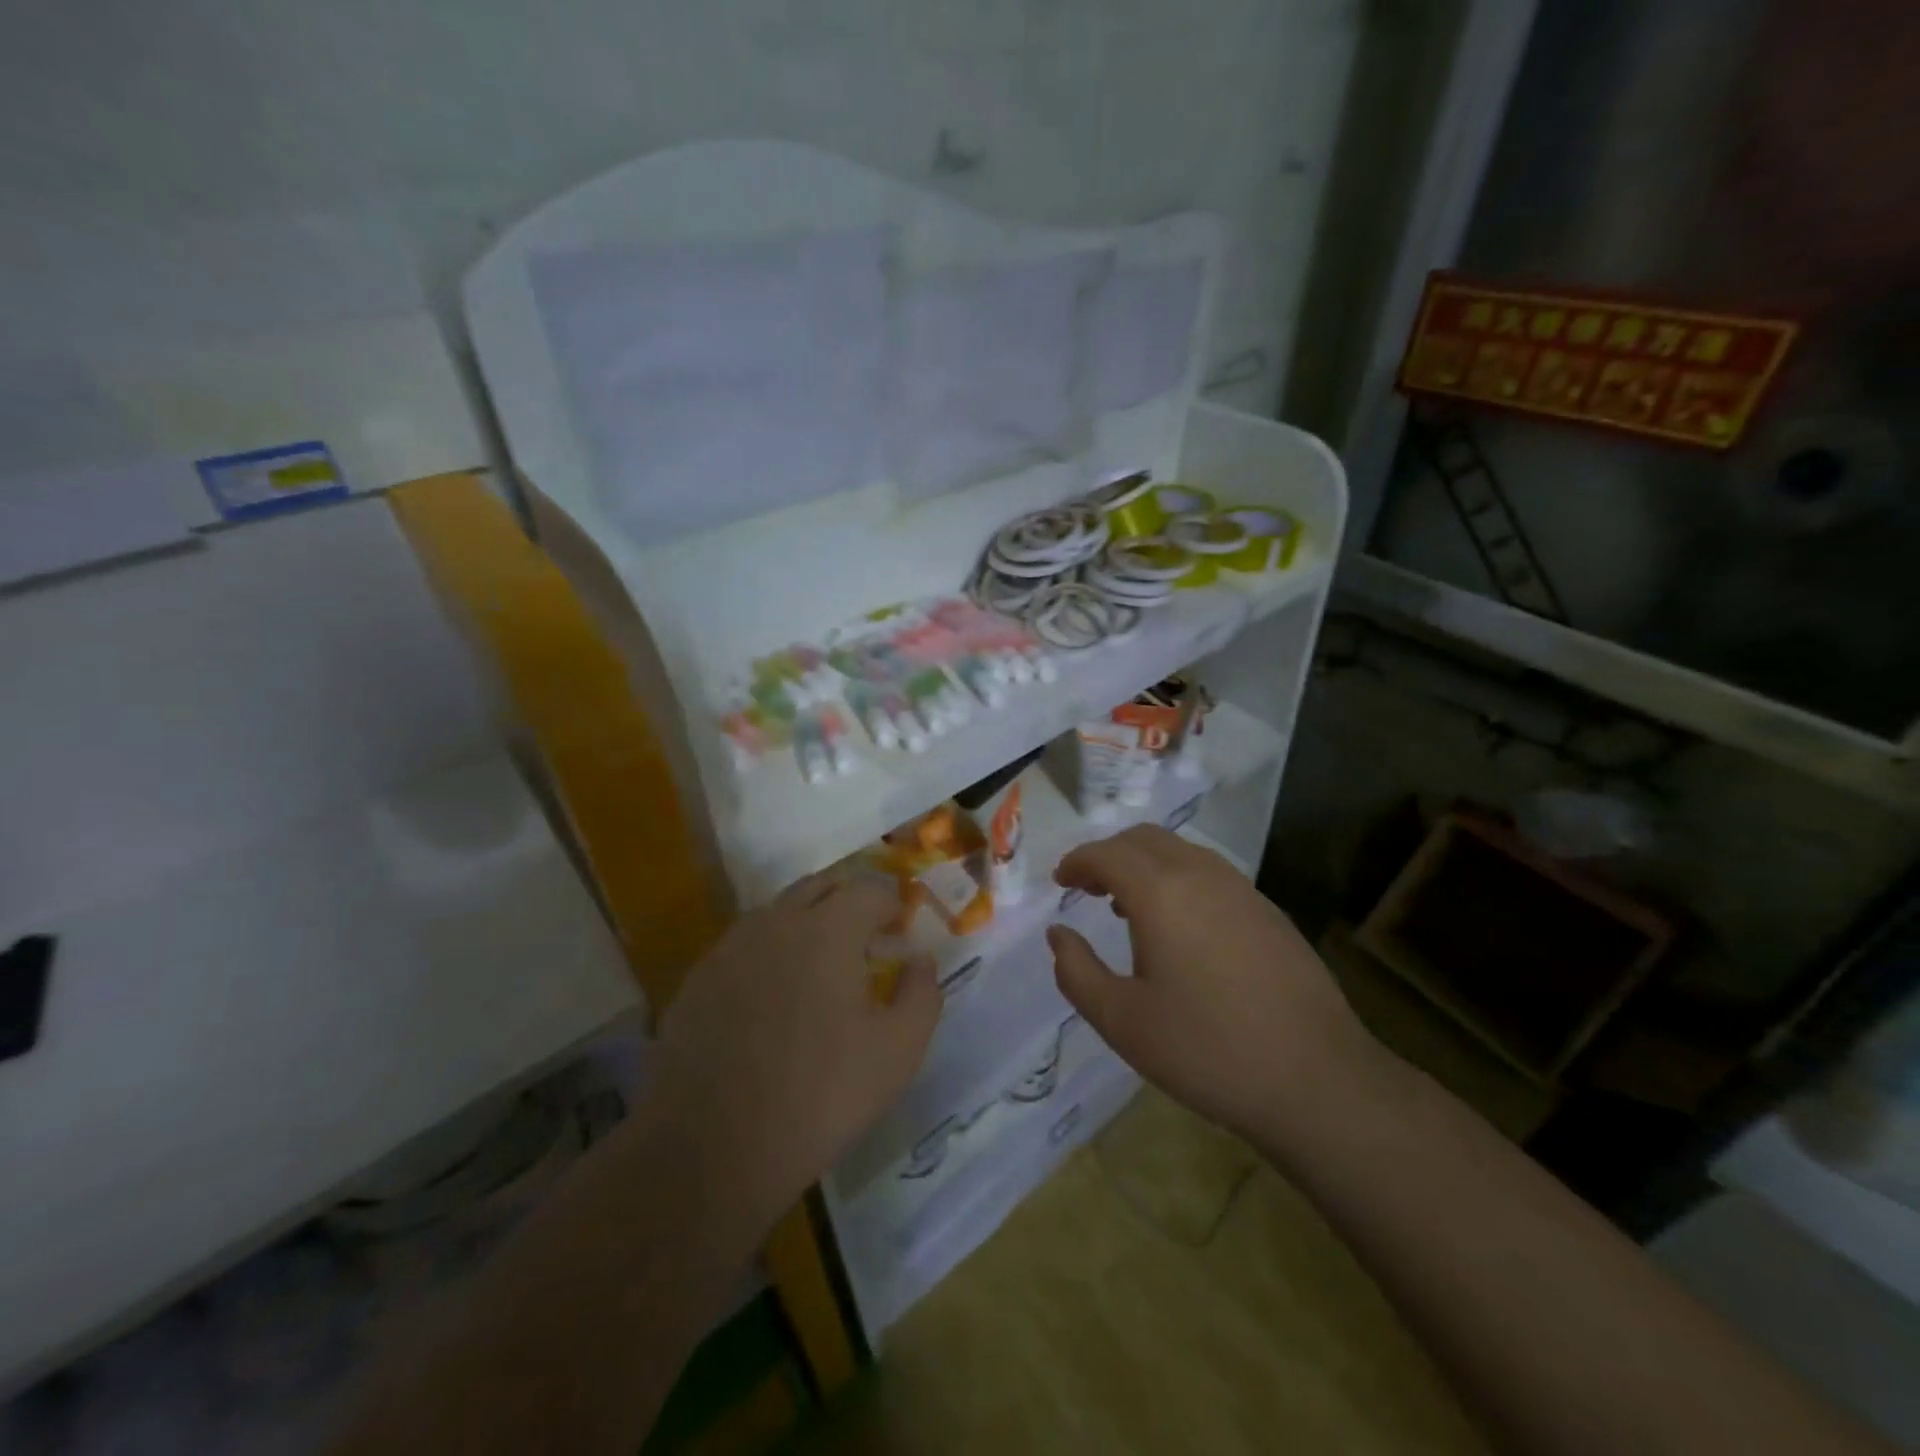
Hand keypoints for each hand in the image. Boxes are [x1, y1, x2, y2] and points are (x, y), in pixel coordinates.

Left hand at [651, 872, 941, 1227]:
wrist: (712, 1148)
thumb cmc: (820, 1096)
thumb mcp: (898, 1051)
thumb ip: (921, 993)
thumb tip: (919, 959)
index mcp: (827, 930)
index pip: (869, 891)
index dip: (891, 906)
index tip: (900, 931)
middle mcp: (776, 922)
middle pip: (820, 887)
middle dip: (849, 902)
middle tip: (865, 938)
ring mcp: (730, 947)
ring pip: (778, 912)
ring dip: (807, 923)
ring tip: (820, 967)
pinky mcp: (698, 978)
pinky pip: (744, 945)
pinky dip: (769, 953)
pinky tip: (772, 998)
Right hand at [1046, 826, 1378, 1148]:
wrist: (1317, 1080)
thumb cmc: (1207, 1050)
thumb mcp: (1122, 1021)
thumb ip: (1077, 971)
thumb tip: (1059, 934)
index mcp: (1161, 892)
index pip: (1107, 854)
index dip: (1077, 862)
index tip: (1060, 881)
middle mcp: (1201, 874)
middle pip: (1144, 839)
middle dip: (1108, 854)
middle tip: (1086, 888)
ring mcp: (1242, 889)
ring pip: (1180, 851)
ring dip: (1145, 865)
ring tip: (1126, 906)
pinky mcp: (1269, 912)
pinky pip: (1210, 874)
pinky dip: (1178, 879)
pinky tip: (1180, 928)